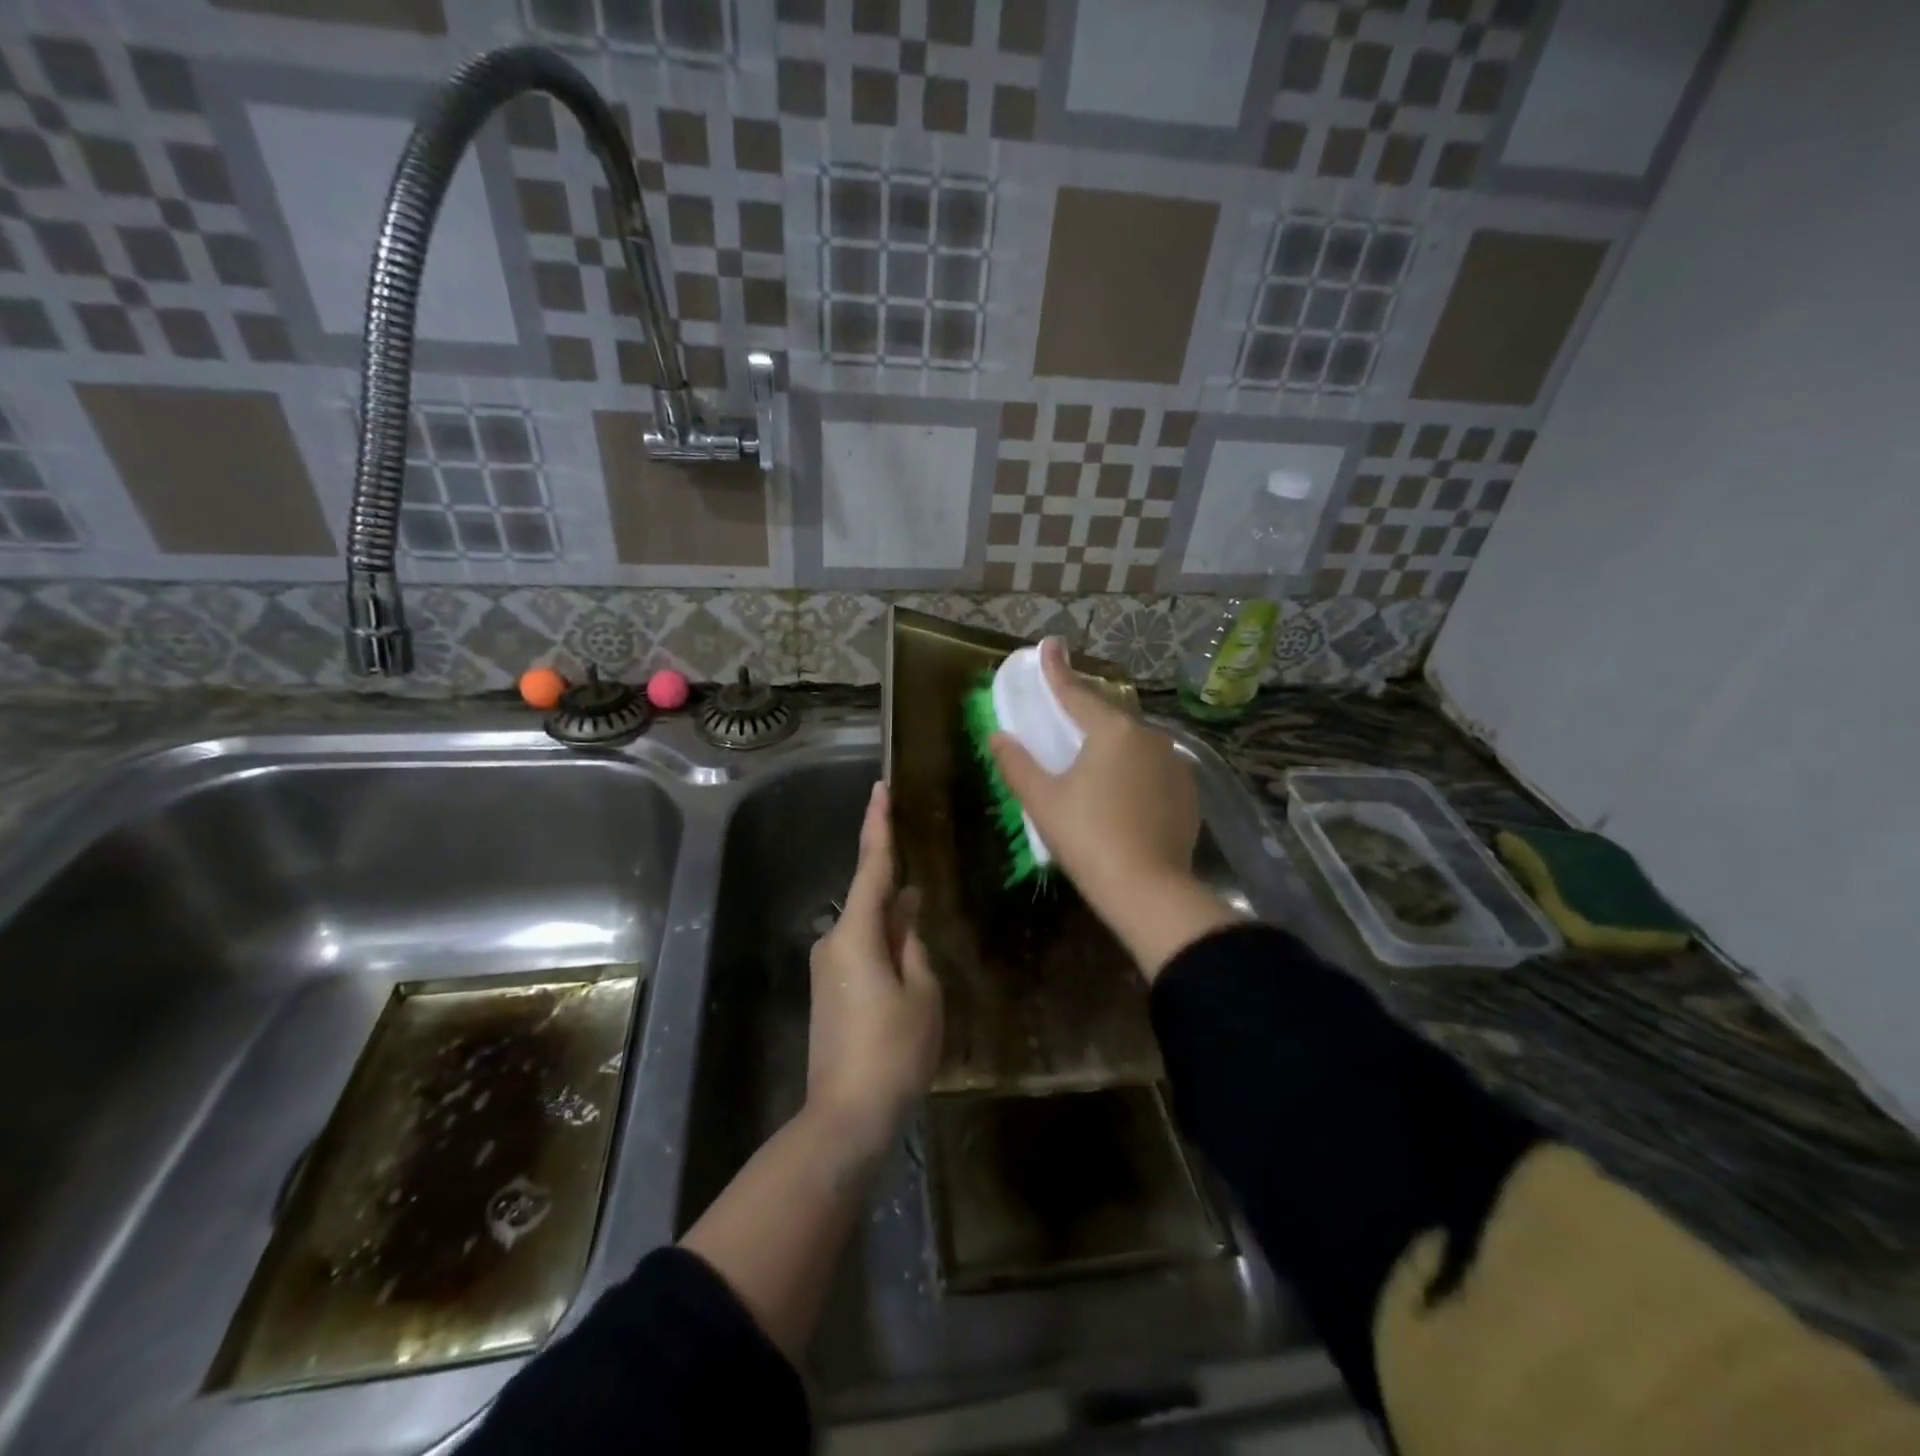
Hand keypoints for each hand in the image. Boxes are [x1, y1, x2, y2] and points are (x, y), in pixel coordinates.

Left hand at [806, 782, 942, 1156]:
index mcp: (855, 934)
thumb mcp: (922, 993)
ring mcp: (826, 968)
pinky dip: (884, 944)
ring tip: (925, 922)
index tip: (881, 789)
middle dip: (897, 886)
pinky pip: (861, 951)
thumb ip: (913, 945)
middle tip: (924, 870)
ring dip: (894, 922)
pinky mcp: (828, 991)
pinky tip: (908, 957)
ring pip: (867, 928)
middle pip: (869, 898)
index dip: (878, 825)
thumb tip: (907, 914)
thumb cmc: (893, 1050)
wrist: (846, 1116)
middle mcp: (833, 941)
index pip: (871, 866)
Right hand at [989, 638, 1199, 911]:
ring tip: (1092, 756)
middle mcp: (1149, 736)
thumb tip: (998, 736)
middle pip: (1109, 715)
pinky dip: (1133, 769)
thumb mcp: (1043, 801)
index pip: (1076, 693)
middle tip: (1066, 706)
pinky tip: (1122, 789)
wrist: (1149, 890)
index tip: (1049, 645)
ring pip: (1134, 742)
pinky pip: (1153, 768)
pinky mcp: (1188, 792)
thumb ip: (1018, 764)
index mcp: (1113, 731)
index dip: (1057, 670)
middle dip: (1086, 708)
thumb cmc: (1088, 838)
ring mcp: (1175, 764)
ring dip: (1112, 742)